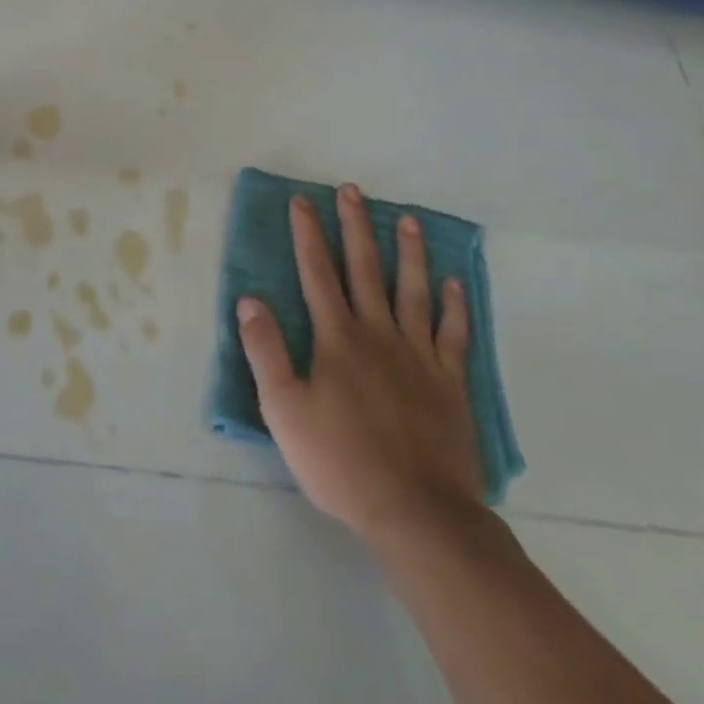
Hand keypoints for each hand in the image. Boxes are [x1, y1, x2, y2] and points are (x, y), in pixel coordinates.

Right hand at [238, 186, 482, 548]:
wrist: (417, 513)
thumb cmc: (341, 461)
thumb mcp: (284, 410)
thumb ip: (266, 351)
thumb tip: (249, 299)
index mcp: (337, 338)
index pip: (317, 272)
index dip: (307, 233)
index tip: (302, 199)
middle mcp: (378, 334)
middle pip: (365, 268)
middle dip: (355, 226)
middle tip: (353, 190)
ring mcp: (419, 356)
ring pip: (413, 291)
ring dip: (409, 253)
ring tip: (408, 220)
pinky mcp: (450, 383)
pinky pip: (453, 335)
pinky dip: (455, 306)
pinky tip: (454, 284)